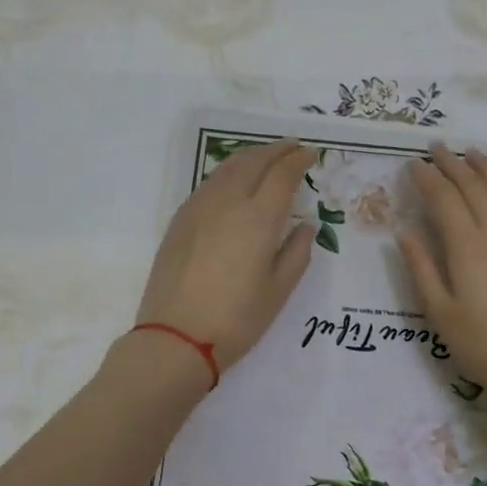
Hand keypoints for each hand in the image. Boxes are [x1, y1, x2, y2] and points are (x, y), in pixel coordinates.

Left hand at [134, 139, 317, 374]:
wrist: (175, 337)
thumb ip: (297, 252)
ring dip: (251, 157)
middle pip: (254, 161)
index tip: (311, 154)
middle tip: (292, 148)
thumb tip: (305, 225)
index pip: (282, 175)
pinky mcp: (180, 220)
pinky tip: (234, 183)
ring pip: (227, 168)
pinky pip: (209, 183)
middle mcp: (228, 202)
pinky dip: (229, 173)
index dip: (298, 160)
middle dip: (276, 150)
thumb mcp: (278, 291)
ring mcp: (199, 208)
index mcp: (258, 218)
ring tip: (266, 158)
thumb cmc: (236, 320)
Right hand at [396, 144, 486, 401]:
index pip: (444, 199)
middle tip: (435, 147)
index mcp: (467, 247)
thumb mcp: (440, 312)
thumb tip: (403, 231)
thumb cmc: (481, 344)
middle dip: (452, 165)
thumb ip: (420, 267)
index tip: (412, 164)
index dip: (427, 179)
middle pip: (473, 188)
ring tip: (469, 153)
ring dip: (483, 169)